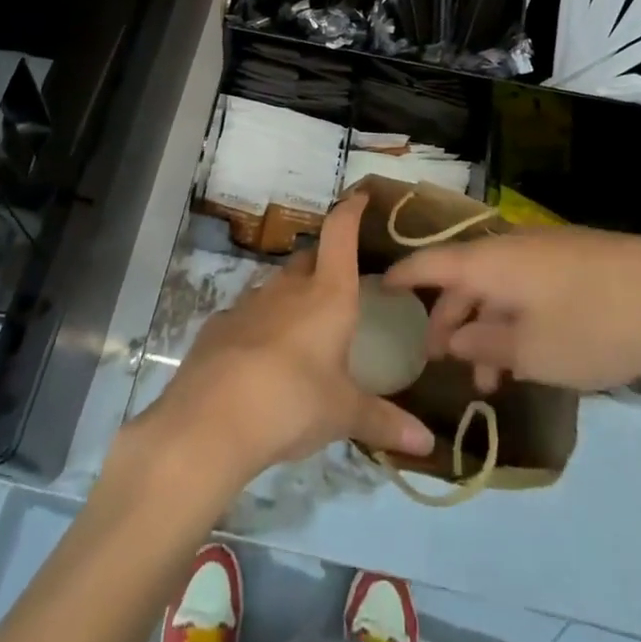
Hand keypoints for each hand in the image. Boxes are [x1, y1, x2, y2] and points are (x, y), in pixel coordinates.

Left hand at [136, 190, 434, 492]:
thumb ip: (384, 422)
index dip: (350, 210)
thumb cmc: (293, 402)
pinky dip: (260, 327)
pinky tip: (262, 359)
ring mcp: (249, 302)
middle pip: (309, 258)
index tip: (359, 196)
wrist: (211, 419)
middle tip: (338, 285)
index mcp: (327, 294)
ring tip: (303, 330)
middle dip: (323, 263)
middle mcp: (289, 287)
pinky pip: (248, 315)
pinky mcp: (220, 324)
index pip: (340, 233)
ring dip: (291, 298)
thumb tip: (428, 445)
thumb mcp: (343, 414)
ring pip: (277, 286)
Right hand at [383, 226, 640, 394]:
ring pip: (497, 288)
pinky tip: (527, 356)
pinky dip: (514, 319)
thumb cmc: (592, 325)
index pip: (430, 262)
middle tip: (436, 359)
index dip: (402, 276)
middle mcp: (510, 247)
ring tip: (488, 380)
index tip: (377, 289)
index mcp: (490, 261)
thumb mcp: (531, 350)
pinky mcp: (573, 263)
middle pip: (463, 279)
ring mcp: (544, 253)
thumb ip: (484, 344)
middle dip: (447, 320)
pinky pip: (525, 288)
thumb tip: (453, 338)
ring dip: (484, 329)